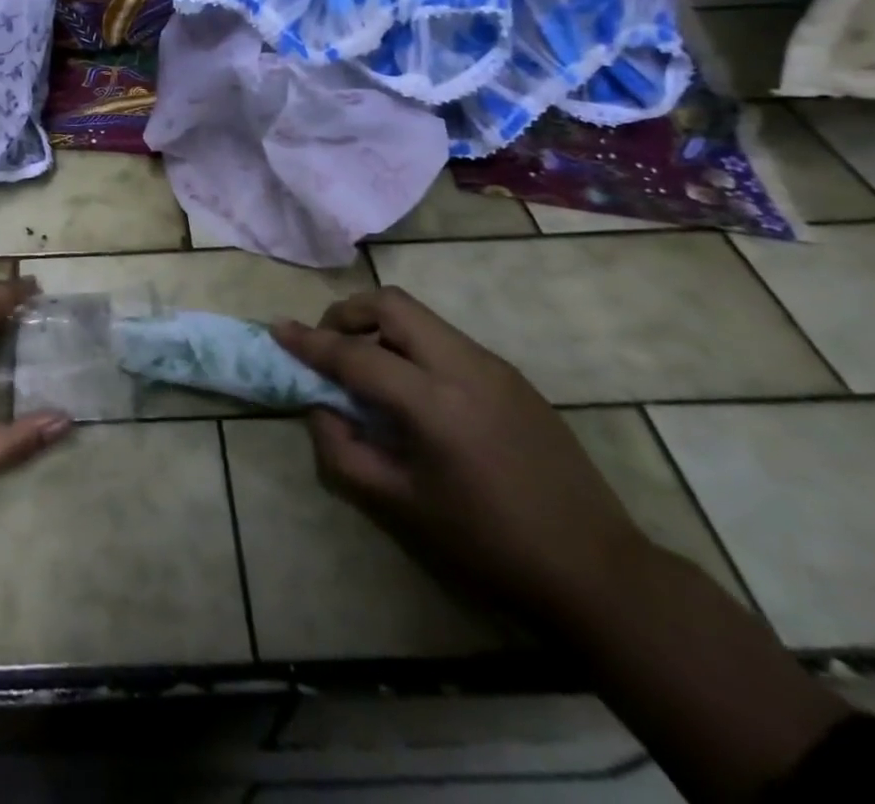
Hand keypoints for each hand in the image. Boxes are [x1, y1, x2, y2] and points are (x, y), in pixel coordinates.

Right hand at [275, 287, 652, 624]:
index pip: (355, 355)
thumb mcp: (401, 508)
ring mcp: (494, 366)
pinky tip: (414, 392)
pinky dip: (413, 345)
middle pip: (392, 304)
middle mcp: (464, 367)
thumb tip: (320, 408)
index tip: (278, 329)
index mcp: (434, 403)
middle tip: (329, 345)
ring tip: (368, 369)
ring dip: (381, 328)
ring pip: (421, 317)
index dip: (310, 341)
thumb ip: (344, 452)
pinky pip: (446, 340)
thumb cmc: (488, 545)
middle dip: (348, 313)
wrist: (596, 570)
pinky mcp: (513, 377)